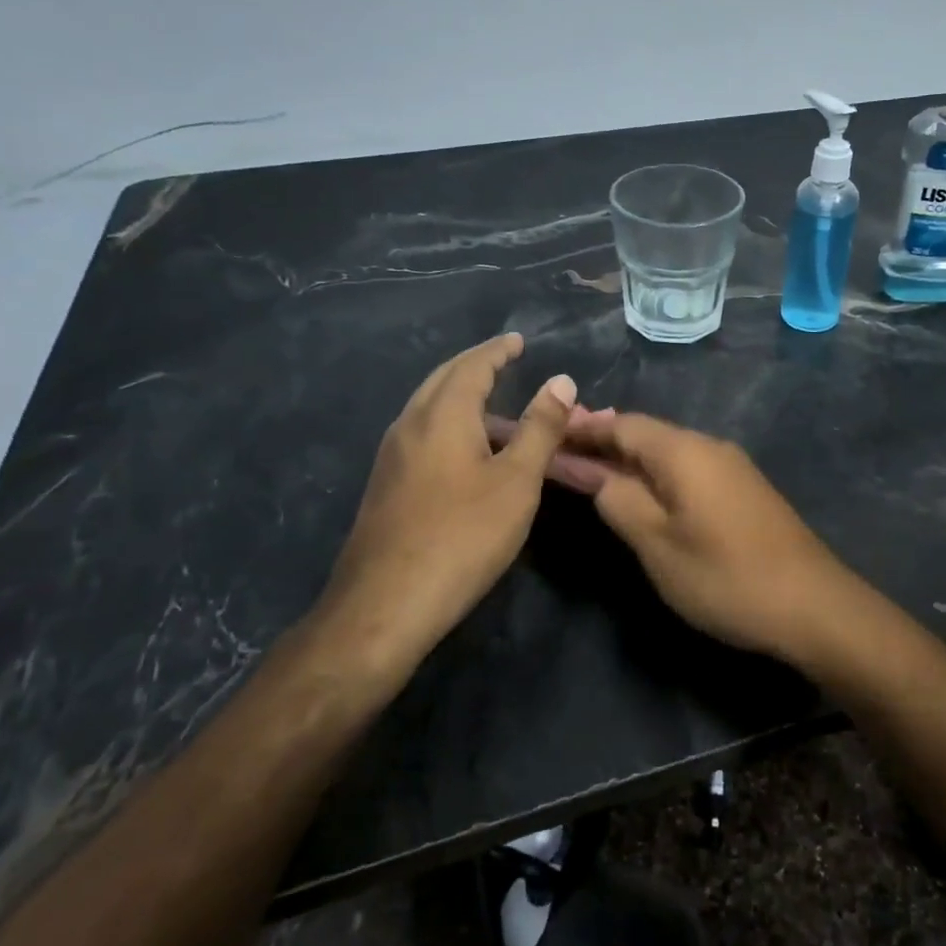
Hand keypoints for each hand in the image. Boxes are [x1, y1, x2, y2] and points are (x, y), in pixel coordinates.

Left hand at [315, 334, 577, 677]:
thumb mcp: (516, 481)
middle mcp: (410, 425)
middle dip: (474, 366)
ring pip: (428, 408)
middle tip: (504, 359)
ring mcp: (392, 457)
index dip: (497, 351)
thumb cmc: (462, 536)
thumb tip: (561, 380)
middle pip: (443, 380)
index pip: (472, 366)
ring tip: (494, 404)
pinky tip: (466, 451)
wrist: (384, 604)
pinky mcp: (386, 486)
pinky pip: (422, 435)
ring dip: (460, 396)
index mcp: (442, 415)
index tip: (517, 340)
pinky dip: (449, 424)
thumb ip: (540, 428)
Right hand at [562, 413, 865, 664]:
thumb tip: (594, 472)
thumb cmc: (725, 576)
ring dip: (629, 458)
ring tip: (593, 470)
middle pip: (645, 433)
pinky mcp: (743, 489)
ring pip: (667, 451)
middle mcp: (709, 445)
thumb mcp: (657, 544)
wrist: (813, 604)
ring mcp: (731, 466)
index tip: (548, 434)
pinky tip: (644, 492)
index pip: (621, 424)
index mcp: (684, 450)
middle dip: (603, 441)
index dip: (583, 429)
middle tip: (562, 453)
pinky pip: (688, 468)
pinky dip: (656, 474)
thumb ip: (618, 500)